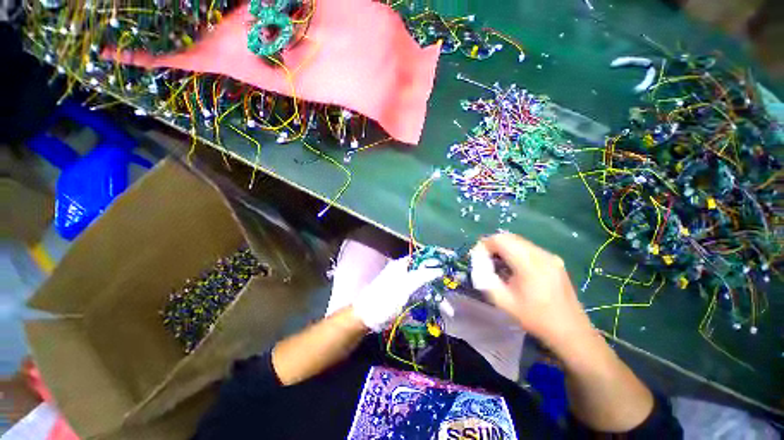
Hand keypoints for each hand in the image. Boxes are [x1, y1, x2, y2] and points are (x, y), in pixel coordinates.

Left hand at [352, 257, 443, 331]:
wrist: (368, 316)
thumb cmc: (385, 298)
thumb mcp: (405, 286)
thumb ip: (422, 276)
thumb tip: (440, 269)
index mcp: (403, 264)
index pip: (424, 257)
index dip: (438, 259)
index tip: (452, 263)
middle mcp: (406, 272)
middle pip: (427, 272)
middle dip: (441, 281)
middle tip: (455, 286)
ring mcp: (406, 285)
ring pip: (426, 286)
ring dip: (437, 297)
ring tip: (449, 310)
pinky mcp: (406, 296)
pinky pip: (421, 296)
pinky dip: (429, 303)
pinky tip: (438, 312)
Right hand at [470, 233, 592, 348]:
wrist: (571, 332)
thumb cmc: (535, 318)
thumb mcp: (504, 302)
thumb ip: (486, 280)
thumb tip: (479, 265)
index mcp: (529, 264)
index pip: (500, 240)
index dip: (485, 245)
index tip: (478, 258)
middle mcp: (541, 254)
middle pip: (509, 237)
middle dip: (493, 245)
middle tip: (485, 260)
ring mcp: (550, 256)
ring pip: (519, 241)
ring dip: (504, 248)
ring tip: (498, 264)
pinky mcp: (554, 260)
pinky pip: (528, 248)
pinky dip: (515, 251)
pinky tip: (514, 268)